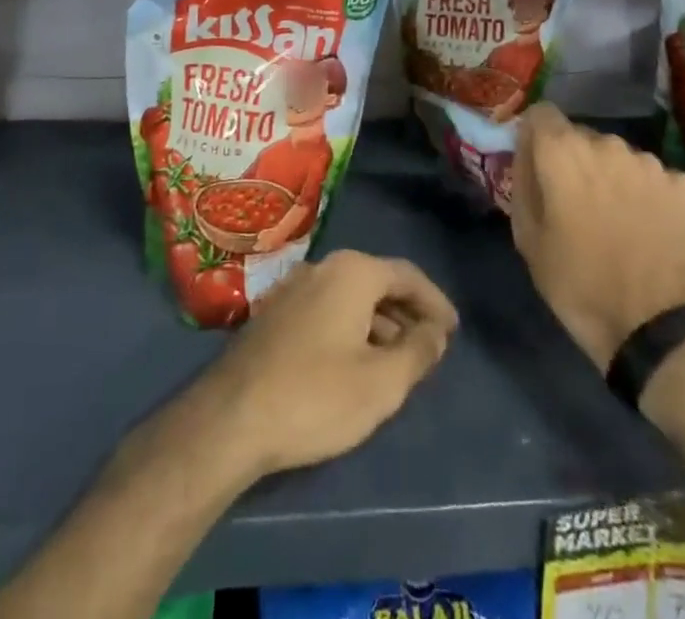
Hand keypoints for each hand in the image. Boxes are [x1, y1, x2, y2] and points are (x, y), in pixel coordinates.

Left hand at [188, 249, 457, 481]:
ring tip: (398, 361)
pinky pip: (327, 309)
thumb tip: (435, 331)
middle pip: (377, 281)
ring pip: (350, 297)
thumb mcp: (381, 383)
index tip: (453, 331)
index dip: (434, 302)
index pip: (407, 275)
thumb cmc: (316, 396)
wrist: (231, 417)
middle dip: (407, 312)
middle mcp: (322, 267)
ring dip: (379, 323)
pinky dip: (352, 328)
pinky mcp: (275, 313)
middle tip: (429, 346)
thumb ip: (418, 352)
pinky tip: (356, 363)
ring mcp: (293, 287)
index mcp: (352, 271)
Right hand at [510, 103, 684, 370]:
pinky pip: (650, 176)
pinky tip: (645, 225)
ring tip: (614, 217)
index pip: (541, 114)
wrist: (655, 328)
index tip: (537, 165)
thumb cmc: (577, 282)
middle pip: (580, 136)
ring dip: (610, 175)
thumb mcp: (527, 236)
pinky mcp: (681, 184)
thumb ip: (522, 180)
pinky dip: (644, 192)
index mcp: (562, 151)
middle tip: (575, 202)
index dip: (535, 137)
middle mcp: (606, 143)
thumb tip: (526, 153)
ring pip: (617, 156)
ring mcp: (648, 162)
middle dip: (573, 160)